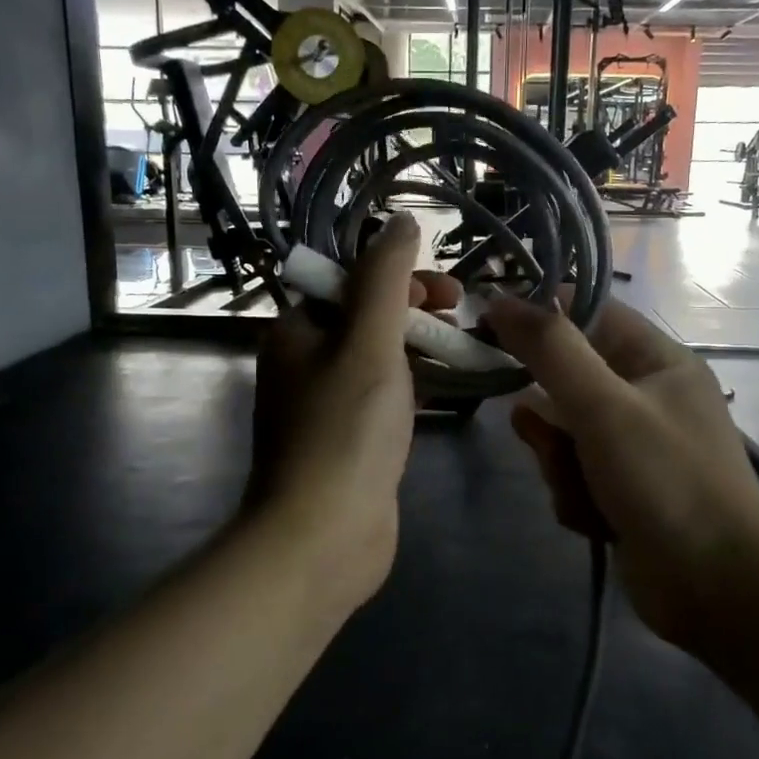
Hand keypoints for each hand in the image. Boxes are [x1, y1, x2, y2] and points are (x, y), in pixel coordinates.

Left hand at [246, 214, 461, 608]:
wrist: (322, 537)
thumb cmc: (345, 430)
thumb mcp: (369, 341)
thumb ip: (386, 278)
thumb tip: (401, 221)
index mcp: (296, 332)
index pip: (349, 281)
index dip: (398, 277)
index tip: (444, 294)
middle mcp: (303, 364)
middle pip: (365, 317)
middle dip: (414, 311)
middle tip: (459, 318)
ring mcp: (325, 406)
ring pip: (377, 358)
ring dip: (418, 347)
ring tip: (461, 352)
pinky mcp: (347, 441)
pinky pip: (383, 397)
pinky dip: (413, 386)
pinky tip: (445, 392)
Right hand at [487, 296, 758, 650]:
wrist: (717, 591)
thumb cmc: (666, 482)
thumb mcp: (604, 407)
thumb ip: (551, 351)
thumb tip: (500, 300)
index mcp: (657, 360)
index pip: (588, 311)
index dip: (539, 314)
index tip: (489, 326)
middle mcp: (646, 396)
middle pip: (566, 379)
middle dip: (550, 417)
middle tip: (547, 438)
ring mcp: (634, 447)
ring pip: (562, 433)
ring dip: (560, 463)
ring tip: (581, 488)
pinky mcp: (622, 490)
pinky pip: (573, 473)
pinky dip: (575, 495)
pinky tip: (595, 520)